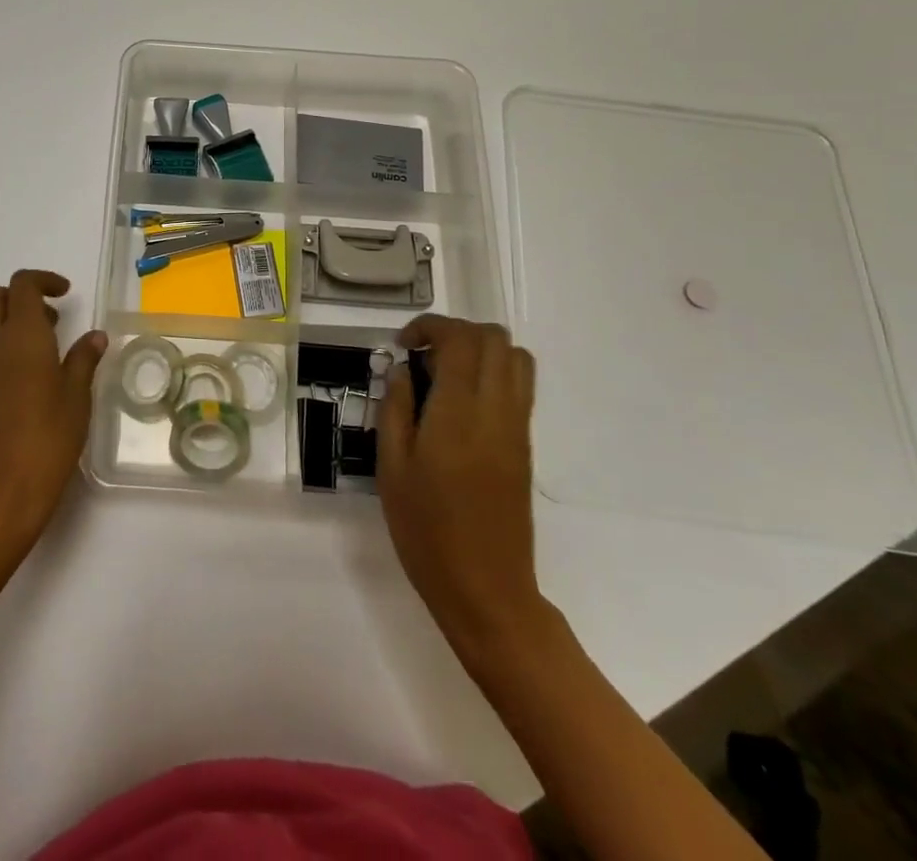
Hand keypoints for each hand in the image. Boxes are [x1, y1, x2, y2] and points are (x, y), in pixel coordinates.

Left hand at [0, 270, 106, 561]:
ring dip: (9, 321)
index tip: (66, 293)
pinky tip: (26, 379)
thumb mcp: (76, 399)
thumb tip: (95, 336)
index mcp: (20, 336)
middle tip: (52, 319)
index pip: (22, 285)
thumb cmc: (45, 442)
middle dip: (19, 296)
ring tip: (45, 351)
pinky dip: (0, 347)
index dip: (44, 280)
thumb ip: (84, 360)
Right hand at [377, 316, 549, 669]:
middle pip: (493, 338)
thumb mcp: (391, 467)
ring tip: (444, 373)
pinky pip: (519, 385)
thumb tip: (402, 370)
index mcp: (458, 414)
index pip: (459, 340)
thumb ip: (395, 408)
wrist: (486, 589)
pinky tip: (461, 402)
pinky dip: (493, 372)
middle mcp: (496, 410)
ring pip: (515, 356)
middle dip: (455, 332)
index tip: (403, 346)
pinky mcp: (525, 444)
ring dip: (479, 349)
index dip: (429, 327)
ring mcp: (517, 426)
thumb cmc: (426, 530)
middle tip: (422, 355)